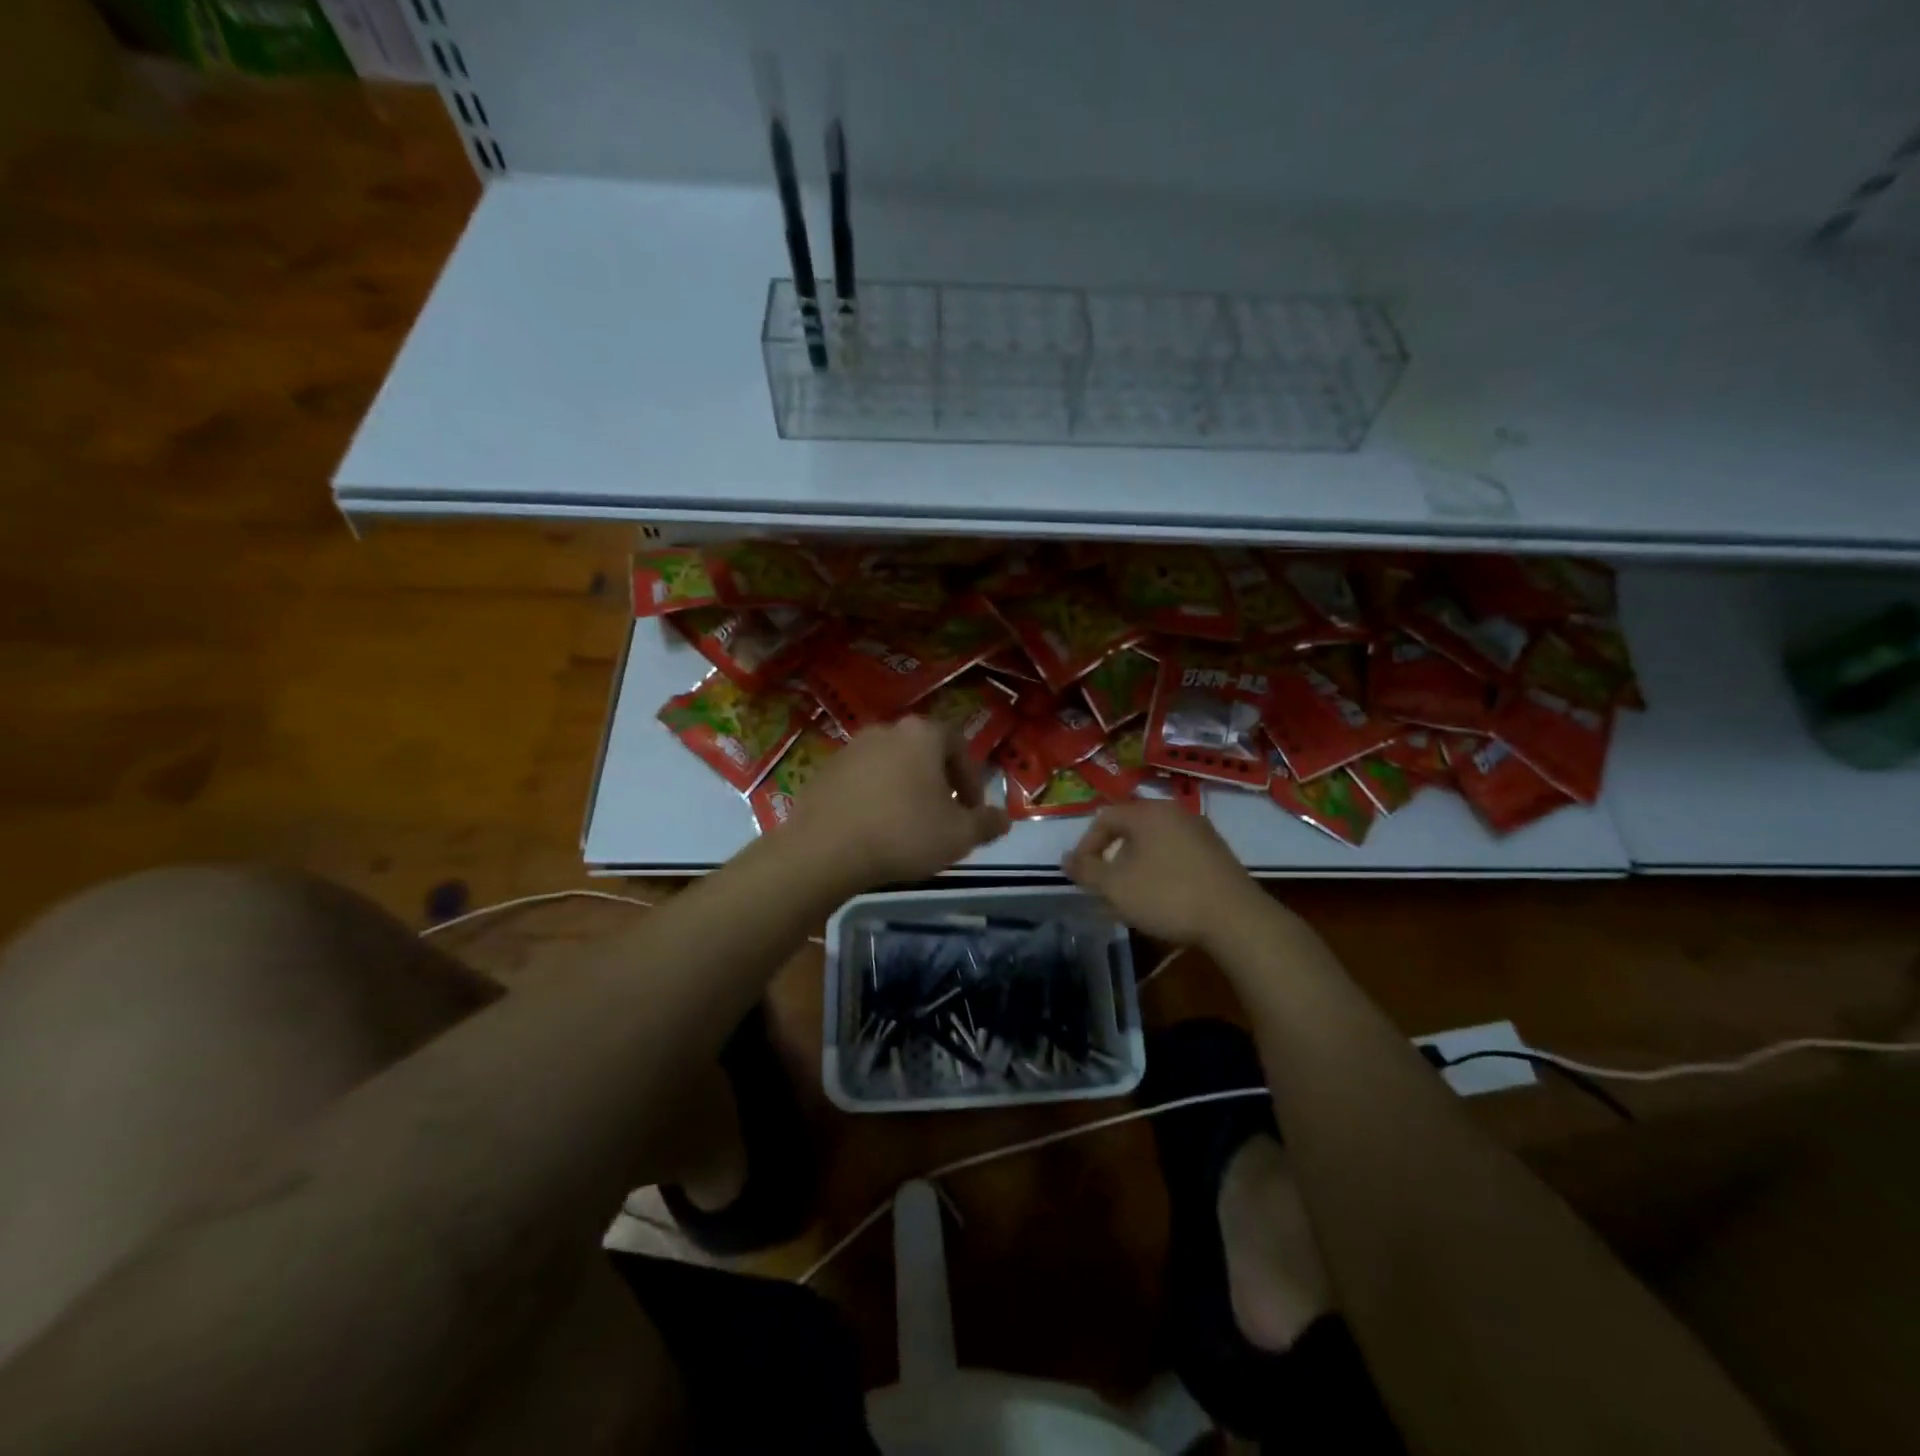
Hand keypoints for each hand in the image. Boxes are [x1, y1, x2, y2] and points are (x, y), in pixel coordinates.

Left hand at [784, 716, 1009, 886]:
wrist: (824, 850)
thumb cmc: (903, 834)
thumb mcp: (958, 836)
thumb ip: (986, 824)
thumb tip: (1004, 819)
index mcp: (921, 735)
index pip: (958, 745)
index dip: (971, 779)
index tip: (971, 810)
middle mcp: (885, 730)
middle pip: (922, 752)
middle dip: (938, 782)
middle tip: (943, 816)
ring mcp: (850, 749)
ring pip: (890, 765)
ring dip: (904, 789)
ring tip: (908, 825)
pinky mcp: (824, 771)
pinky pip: (861, 780)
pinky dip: (874, 797)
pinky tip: (874, 828)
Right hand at [1062, 801, 1264, 944]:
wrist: (1236, 919)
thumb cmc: (1167, 896)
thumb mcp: (1116, 887)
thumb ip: (1086, 870)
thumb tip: (1066, 859)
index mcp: (1148, 812)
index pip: (1104, 818)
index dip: (1086, 846)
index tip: (1082, 875)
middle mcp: (1174, 812)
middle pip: (1130, 828)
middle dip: (1112, 858)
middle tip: (1105, 887)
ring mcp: (1200, 831)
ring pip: (1154, 842)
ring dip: (1136, 866)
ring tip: (1131, 896)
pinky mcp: (1218, 853)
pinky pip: (1177, 853)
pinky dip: (1161, 870)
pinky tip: (1163, 898)